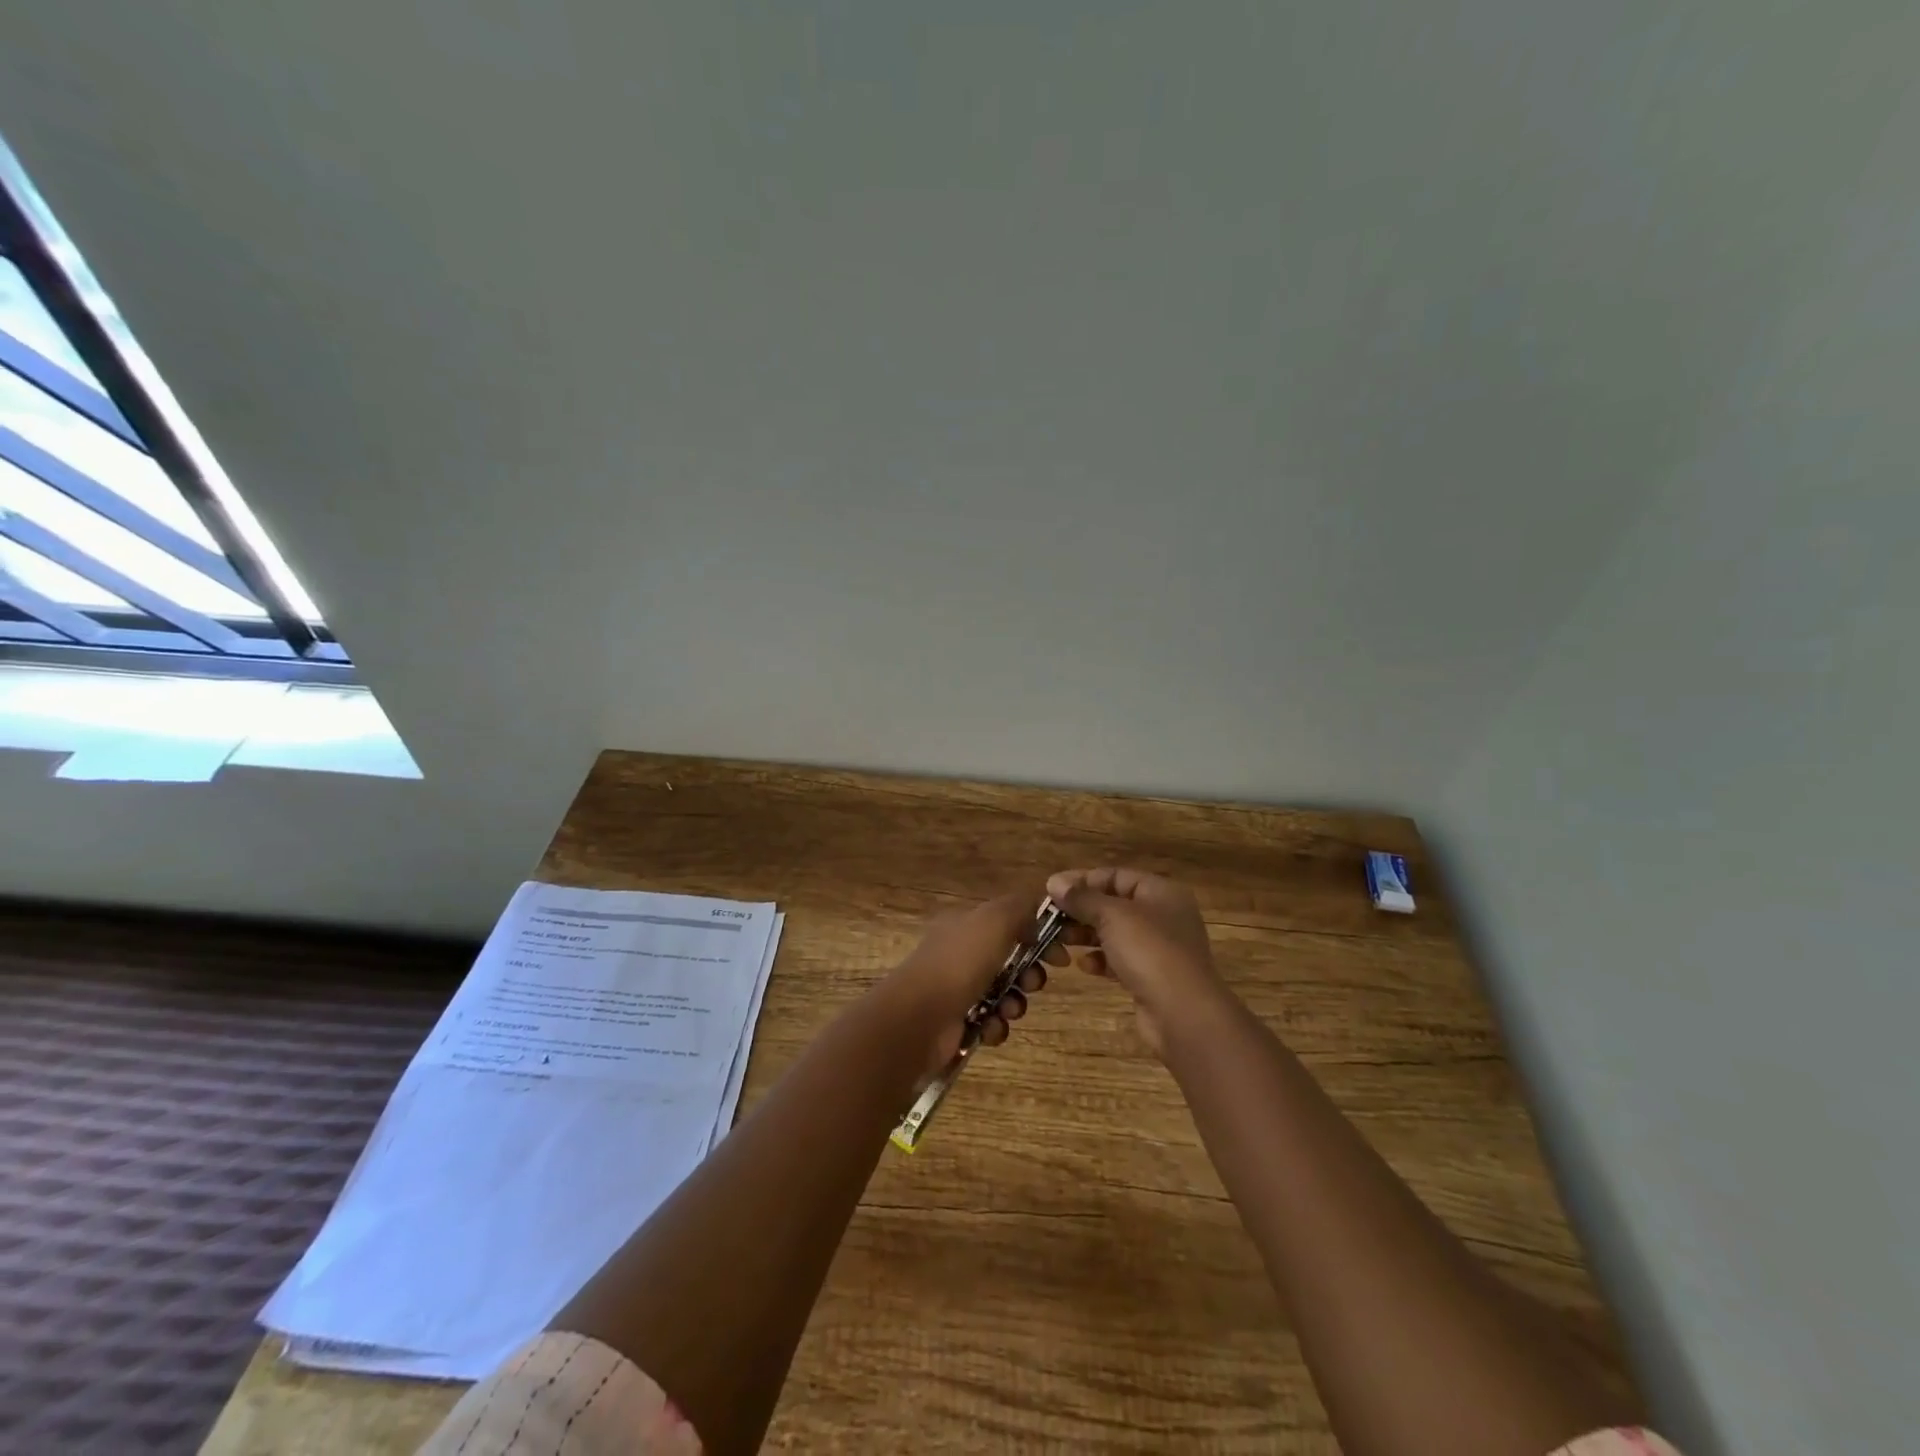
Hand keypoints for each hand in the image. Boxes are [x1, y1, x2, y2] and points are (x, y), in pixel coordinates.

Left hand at [880, 890, 1061, 1082]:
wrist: (919, 1018)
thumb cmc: (960, 963)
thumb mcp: (995, 920)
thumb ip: (1021, 907)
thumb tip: (1038, 913)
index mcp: (966, 924)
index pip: (1010, 923)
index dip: (1039, 936)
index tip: (1060, 956)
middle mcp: (960, 953)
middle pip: (1011, 960)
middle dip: (1030, 974)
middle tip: (1033, 983)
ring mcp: (957, 988)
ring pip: (1004, 993)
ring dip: (1014, 1003)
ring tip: (1008, 1009)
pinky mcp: (957, 1022)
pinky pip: (990, 1022)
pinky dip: (995, 1026)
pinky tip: (989, 1027)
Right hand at [1047, 868, 1229, 1056]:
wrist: (1184, 1014)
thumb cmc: (1150, 951)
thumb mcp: (1112, 916)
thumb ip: (1082, 897)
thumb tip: (1054, 881)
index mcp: (1161, 892)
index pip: (1116, 875)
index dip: (1082, 880)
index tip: (1051, 890)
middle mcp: (1163, 915)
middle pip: (1114, 904)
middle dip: (1081, 910)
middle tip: (1049, 919)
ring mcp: (1159, 948)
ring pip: (1115, 933)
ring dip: (1086, 935)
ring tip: (1060, 941)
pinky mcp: (1152, 977)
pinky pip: (1120, 960)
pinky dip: (1100, 960)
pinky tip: (1083, 966)